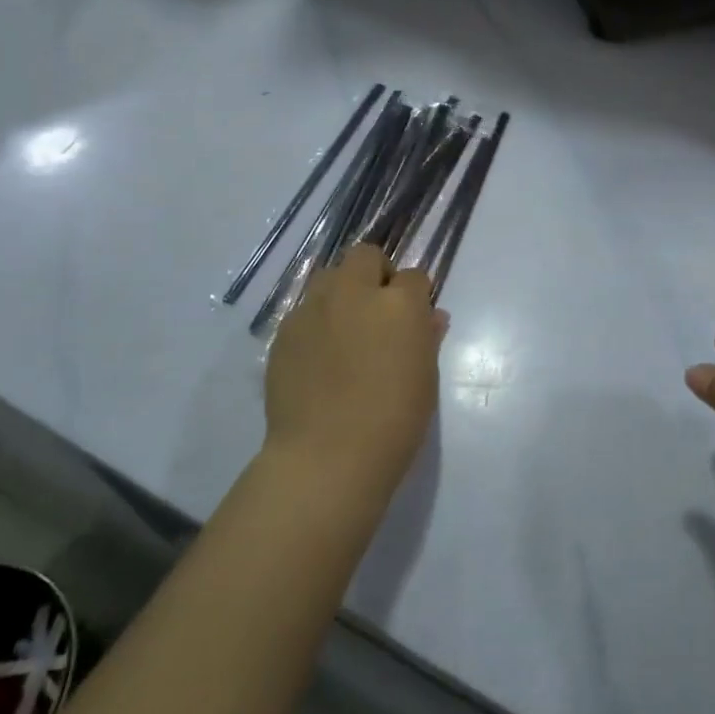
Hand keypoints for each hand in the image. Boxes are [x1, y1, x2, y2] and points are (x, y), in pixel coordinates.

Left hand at [263, 244, 444, 499]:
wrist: (327, 457)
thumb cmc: (393, 421)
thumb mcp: (425, 378)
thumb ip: (427, 338)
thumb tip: (430, 317)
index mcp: (399, 304)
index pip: (413, 276)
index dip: (416, 294)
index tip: (414, 316)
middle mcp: (355, 294)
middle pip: (365, 256)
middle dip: (376, 273)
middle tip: (379, 310)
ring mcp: (314, 309)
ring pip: (329, 276)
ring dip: (342, 290)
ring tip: (345, 326)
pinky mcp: (284, 332)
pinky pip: (304, 311)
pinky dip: (316, 321)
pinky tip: (319, 355)